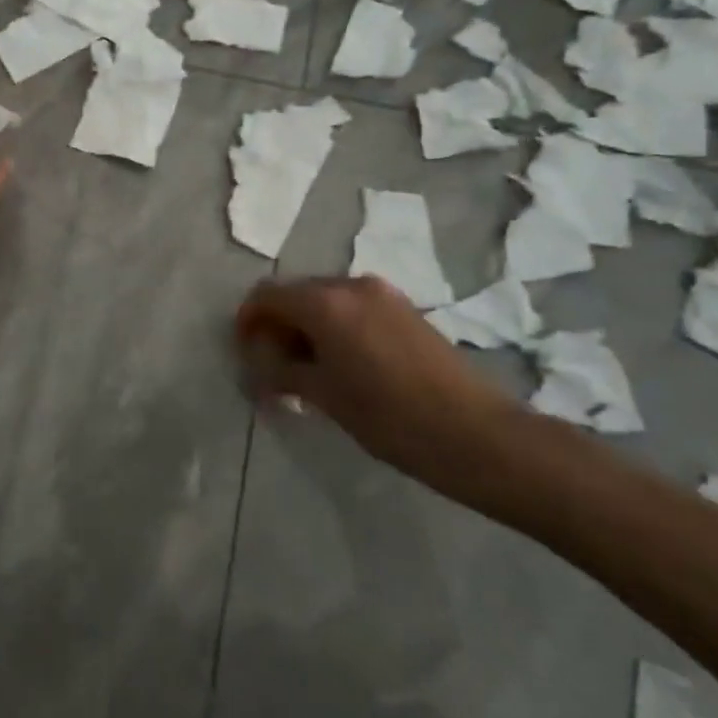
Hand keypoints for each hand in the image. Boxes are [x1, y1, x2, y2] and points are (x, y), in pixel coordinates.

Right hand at [236, 276, 550, 509]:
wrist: (473, 433)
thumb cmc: (387, 416)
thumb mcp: (323, 395)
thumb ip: (280, 371)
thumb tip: (255, 365)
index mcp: (325, 302)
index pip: (267, 295)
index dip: (248, 320)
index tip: (244, 351)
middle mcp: (351, 285)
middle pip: (296, 292)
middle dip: (278, 324)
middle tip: (273, 366)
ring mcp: (382, 293)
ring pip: (326, 300)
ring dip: (307, 326)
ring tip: (307, 369)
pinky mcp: (404, 308)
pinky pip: (353, 307)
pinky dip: (335, 326)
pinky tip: (342, 363)